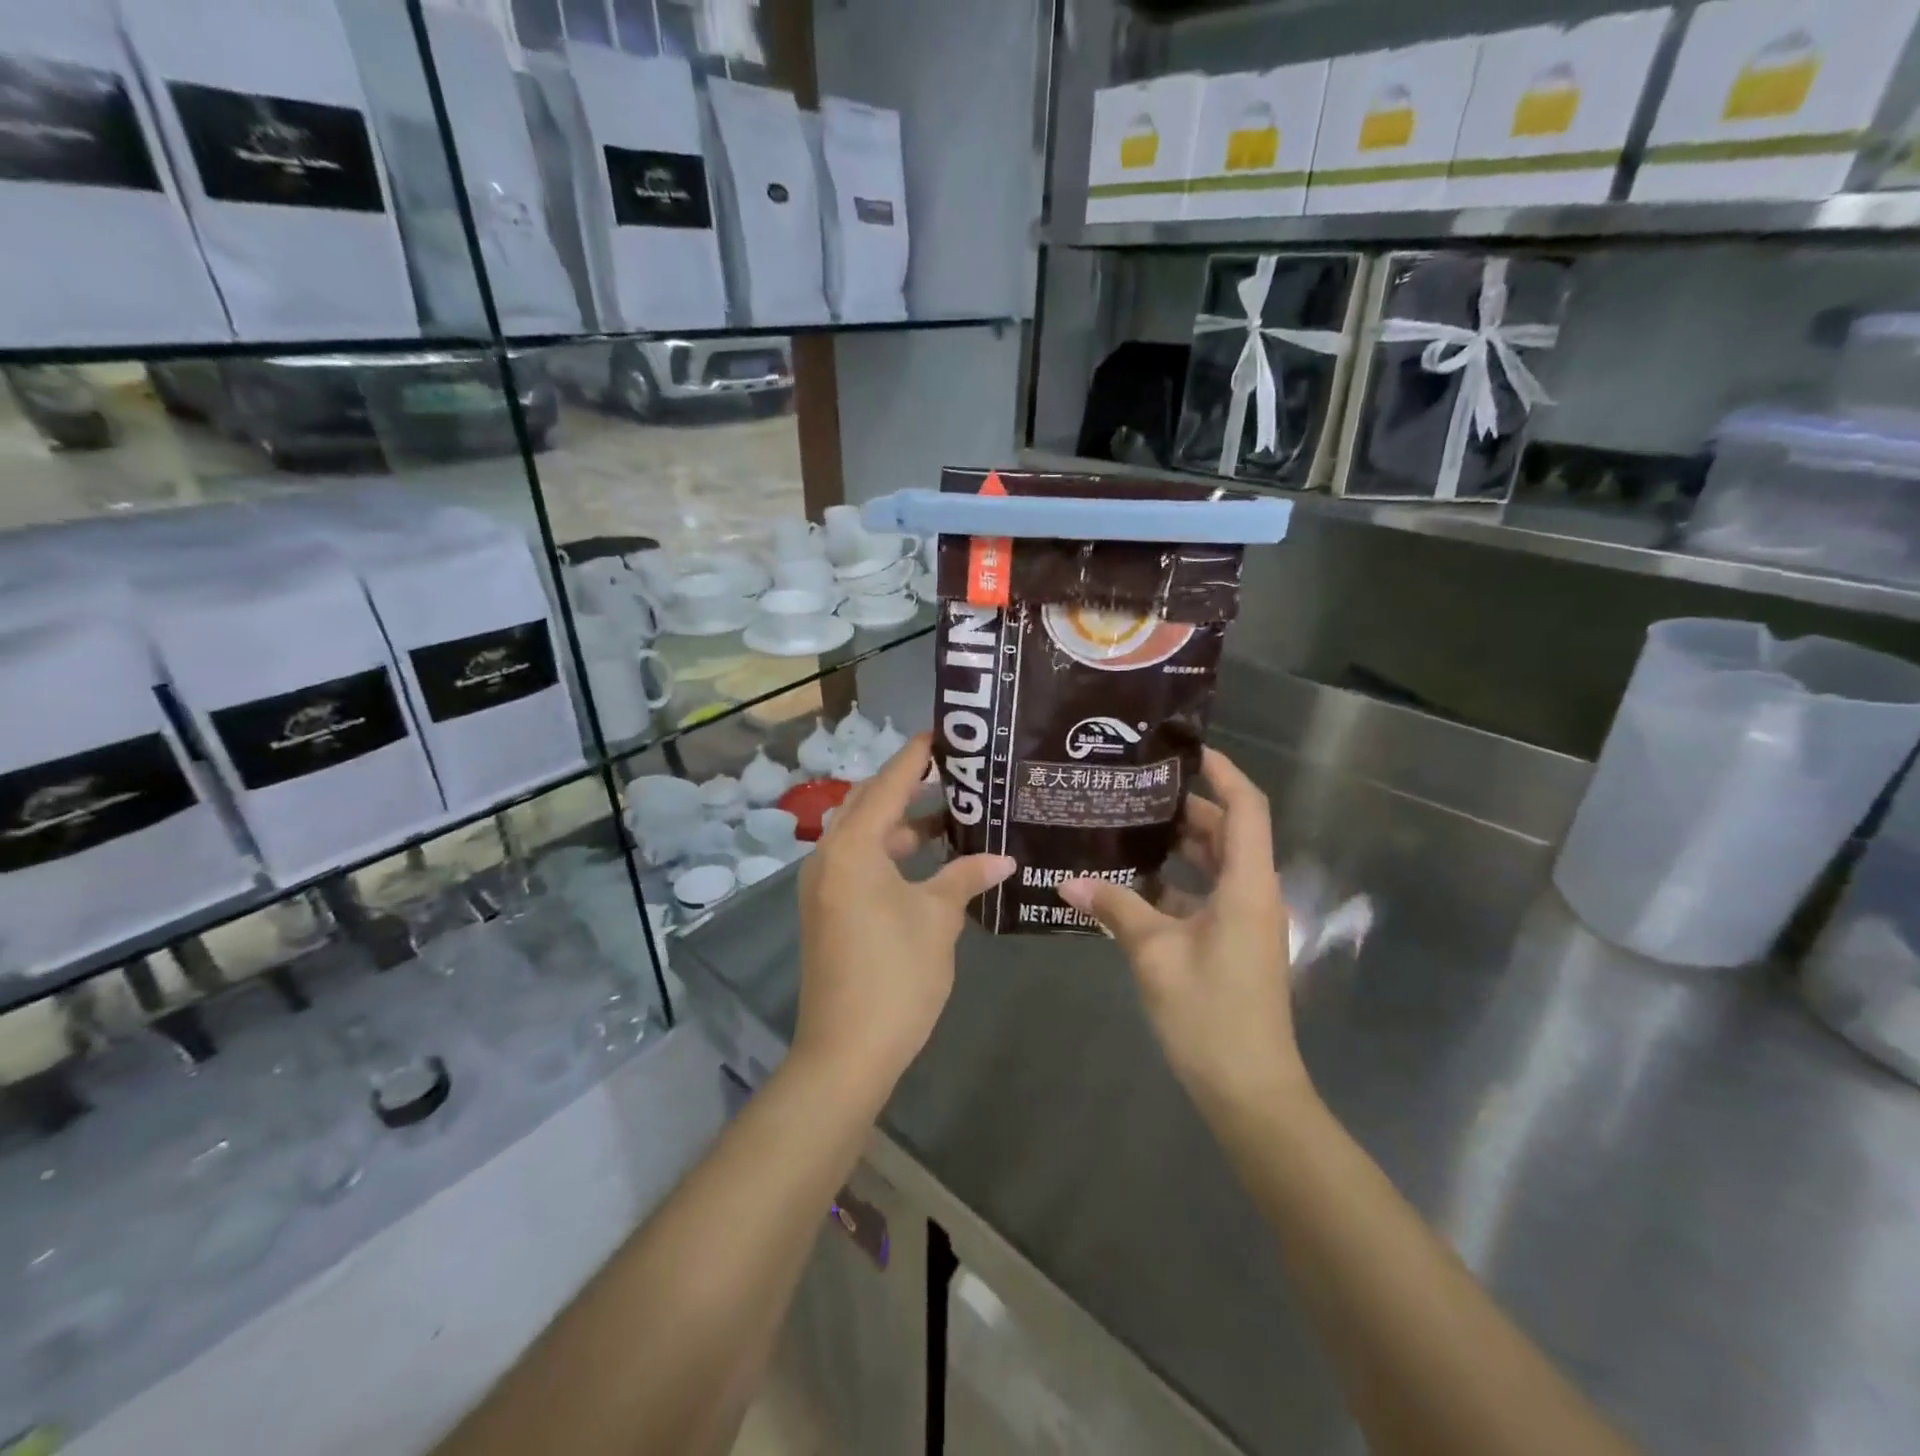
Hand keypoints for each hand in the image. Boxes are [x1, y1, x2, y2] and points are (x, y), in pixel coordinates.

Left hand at [794, 732, 1014, 1102]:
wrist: (845, 1051)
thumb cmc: (895, 975)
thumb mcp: (937, 919)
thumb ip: (965, 878)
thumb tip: (1001, 860)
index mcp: (852, 847)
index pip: (889, 784)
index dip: (916, 755)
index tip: (943, 732)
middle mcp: (830, 856)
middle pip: (871, 803)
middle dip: (909, 784)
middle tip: (954, 770)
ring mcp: (825, 884)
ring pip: (866, 835)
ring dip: (903, 823)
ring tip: (952, 813)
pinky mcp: (828, 909)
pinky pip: (861, 862)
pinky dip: (892, 853)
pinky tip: (928, 860)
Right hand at [1059, 747, 1308, 1115]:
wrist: (1250, 1091)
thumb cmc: (1210, 1014)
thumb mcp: (1155, 954)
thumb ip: (1115, 908)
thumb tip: (1067, 881)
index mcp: (1248, 885)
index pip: (1246, 808)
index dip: (1224, 772)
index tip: (1186, 751)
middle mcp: (1253, 895)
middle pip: (1228, 833)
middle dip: (1187, 808)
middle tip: (1136, 789)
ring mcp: (1245, 922)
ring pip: (1215, 866)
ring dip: (1180, 847)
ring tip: (1129, 827)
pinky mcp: (1233, 945)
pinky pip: (1205, 897)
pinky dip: (1175, 885)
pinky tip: (1132, 885)